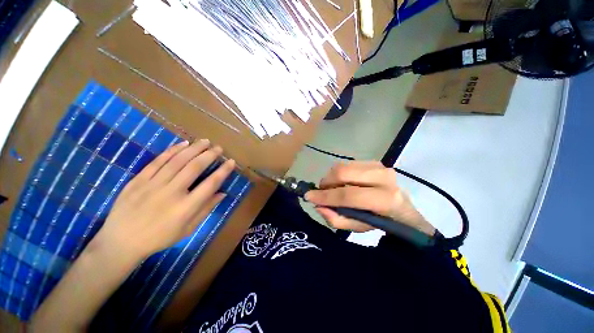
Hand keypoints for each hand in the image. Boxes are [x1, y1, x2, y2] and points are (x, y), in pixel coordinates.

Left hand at [91, 139, 235, 258]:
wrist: (120, 242)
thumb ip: (206, 209)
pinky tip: (182, 144)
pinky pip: (157, 162)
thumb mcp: (188, 229)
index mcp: (186, 208)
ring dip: (193, 149)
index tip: (231, 161)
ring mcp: (152, 185)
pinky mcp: (137, 181)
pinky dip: (171, 151)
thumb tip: (222, 193)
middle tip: (218, 148)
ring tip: (204, 141)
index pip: (210, 184)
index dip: (223, 171)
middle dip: (209, 155)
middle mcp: (171, 193)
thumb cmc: (159, 238)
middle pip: (194, 168)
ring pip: (177, 161)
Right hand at [305, 161, 434, 235]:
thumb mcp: (357, 227)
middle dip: (327, 182)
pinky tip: (342, 182)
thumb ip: (336, 219)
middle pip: (343, 173)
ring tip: (332, 187)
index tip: (308, 196)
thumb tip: (318, 205)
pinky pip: (347, 163)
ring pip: (343, 165)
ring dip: (332, 177)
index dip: (325, 196)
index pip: (348, 195)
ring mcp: (379, 166)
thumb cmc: (380, 221)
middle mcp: (384, 177)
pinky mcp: (374, 161)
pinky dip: (339, 173)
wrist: (401, 208)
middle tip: (322, 191)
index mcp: (385, 200)